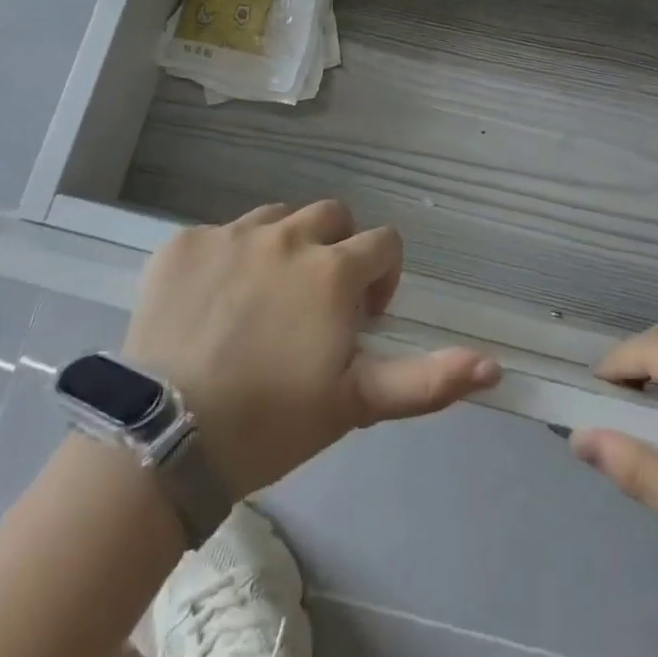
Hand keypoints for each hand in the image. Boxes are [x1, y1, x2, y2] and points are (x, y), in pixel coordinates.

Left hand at [123, 200, 500, 497]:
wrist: (163, 440)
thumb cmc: (271, 422)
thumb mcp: (356, 403)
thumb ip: (428, 380)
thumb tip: (495, 367)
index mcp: (333, 269)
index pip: (383, 243)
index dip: (381, 279)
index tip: (360, 320)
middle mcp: (287, 235)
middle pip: (332, 217)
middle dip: (336, 252)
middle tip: (314, 306)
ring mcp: (231, 234)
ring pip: (277, 218)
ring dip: (284, 248)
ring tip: (263, 302)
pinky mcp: (183, 243)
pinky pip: (221, 235)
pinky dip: (228, 259)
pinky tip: (212, 305)